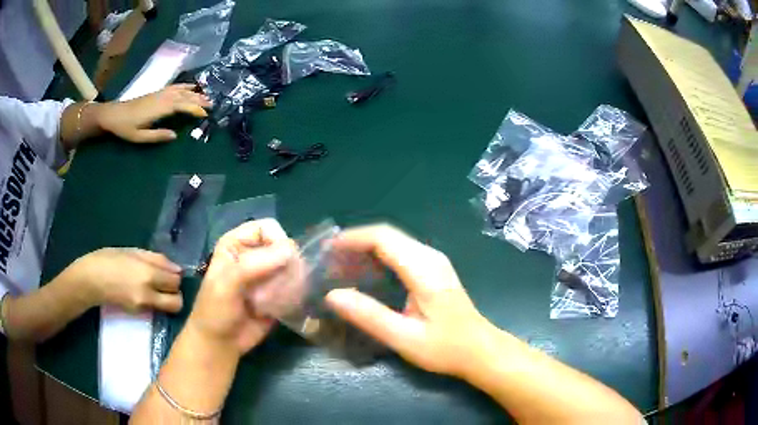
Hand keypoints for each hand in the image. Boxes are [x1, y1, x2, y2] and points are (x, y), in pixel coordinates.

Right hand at [62, 248, 182, 312]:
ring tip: (156, 287)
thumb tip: (177, 268)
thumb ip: (157, 260)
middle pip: (177, 302)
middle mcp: (148, 294)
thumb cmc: (109, 259)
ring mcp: (143, 307)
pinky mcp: (138, 314)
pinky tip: (145, 292)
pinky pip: (155, 309)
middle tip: (166, 283)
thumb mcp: (133, 252)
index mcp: (147, 274)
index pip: (176, 282)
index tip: (169, 272)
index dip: (175, 276)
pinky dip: (156, 302)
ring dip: (168, 299)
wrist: (90, 280)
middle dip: (175, 293)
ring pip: (168, 308)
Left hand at [97, 84, 210, 142]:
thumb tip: (175, 135)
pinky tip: (191, 86)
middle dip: (199, 99)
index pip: (181, 105)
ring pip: (181, 90)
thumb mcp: (139, 137)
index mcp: (159, 108)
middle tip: (212, 104)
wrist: (113, 114)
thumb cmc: (125, 128)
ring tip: (207, 95)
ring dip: (195, 92)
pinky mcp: (157, 92)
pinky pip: (175, 86)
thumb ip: (157, 136)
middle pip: (184, 95)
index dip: (194, 108)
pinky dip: (185, 86)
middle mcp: (162, 98)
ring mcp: (160, 93)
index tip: (205, 113)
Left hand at [186, 219, 296, 355]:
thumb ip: (254, 265)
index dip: (277, 241)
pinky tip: (279, 308)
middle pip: (284, 248)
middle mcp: (254, 255)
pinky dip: (292, 296)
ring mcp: (267, 276)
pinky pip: (295, 287)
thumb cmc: (216, 310)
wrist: (220, 343)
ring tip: (274, 300)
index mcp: (237, 243)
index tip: (282, 261)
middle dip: (286, 267)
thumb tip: (290, 251)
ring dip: (289, 284)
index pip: (267, 227)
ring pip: (293, 268)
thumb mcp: (227, 283)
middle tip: (277, 287)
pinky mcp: (278, 294)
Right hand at [325, 224, 495, 377]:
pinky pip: (401, 252)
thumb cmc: (446, 347)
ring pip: (394, 241)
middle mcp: (430, 257)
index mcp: (424, 269)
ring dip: (367, 247)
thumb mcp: (404, 338)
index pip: (383, 238)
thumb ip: (369, 316)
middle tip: (330, 258)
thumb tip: (333, 295)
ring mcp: (434, 261)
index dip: (353, 238)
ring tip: (342, 263)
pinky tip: (366, 272)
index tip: (327, 249)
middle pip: (388, 235)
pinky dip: (379, 255)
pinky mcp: (434, 269)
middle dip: (356, 241)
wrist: (480, 350)